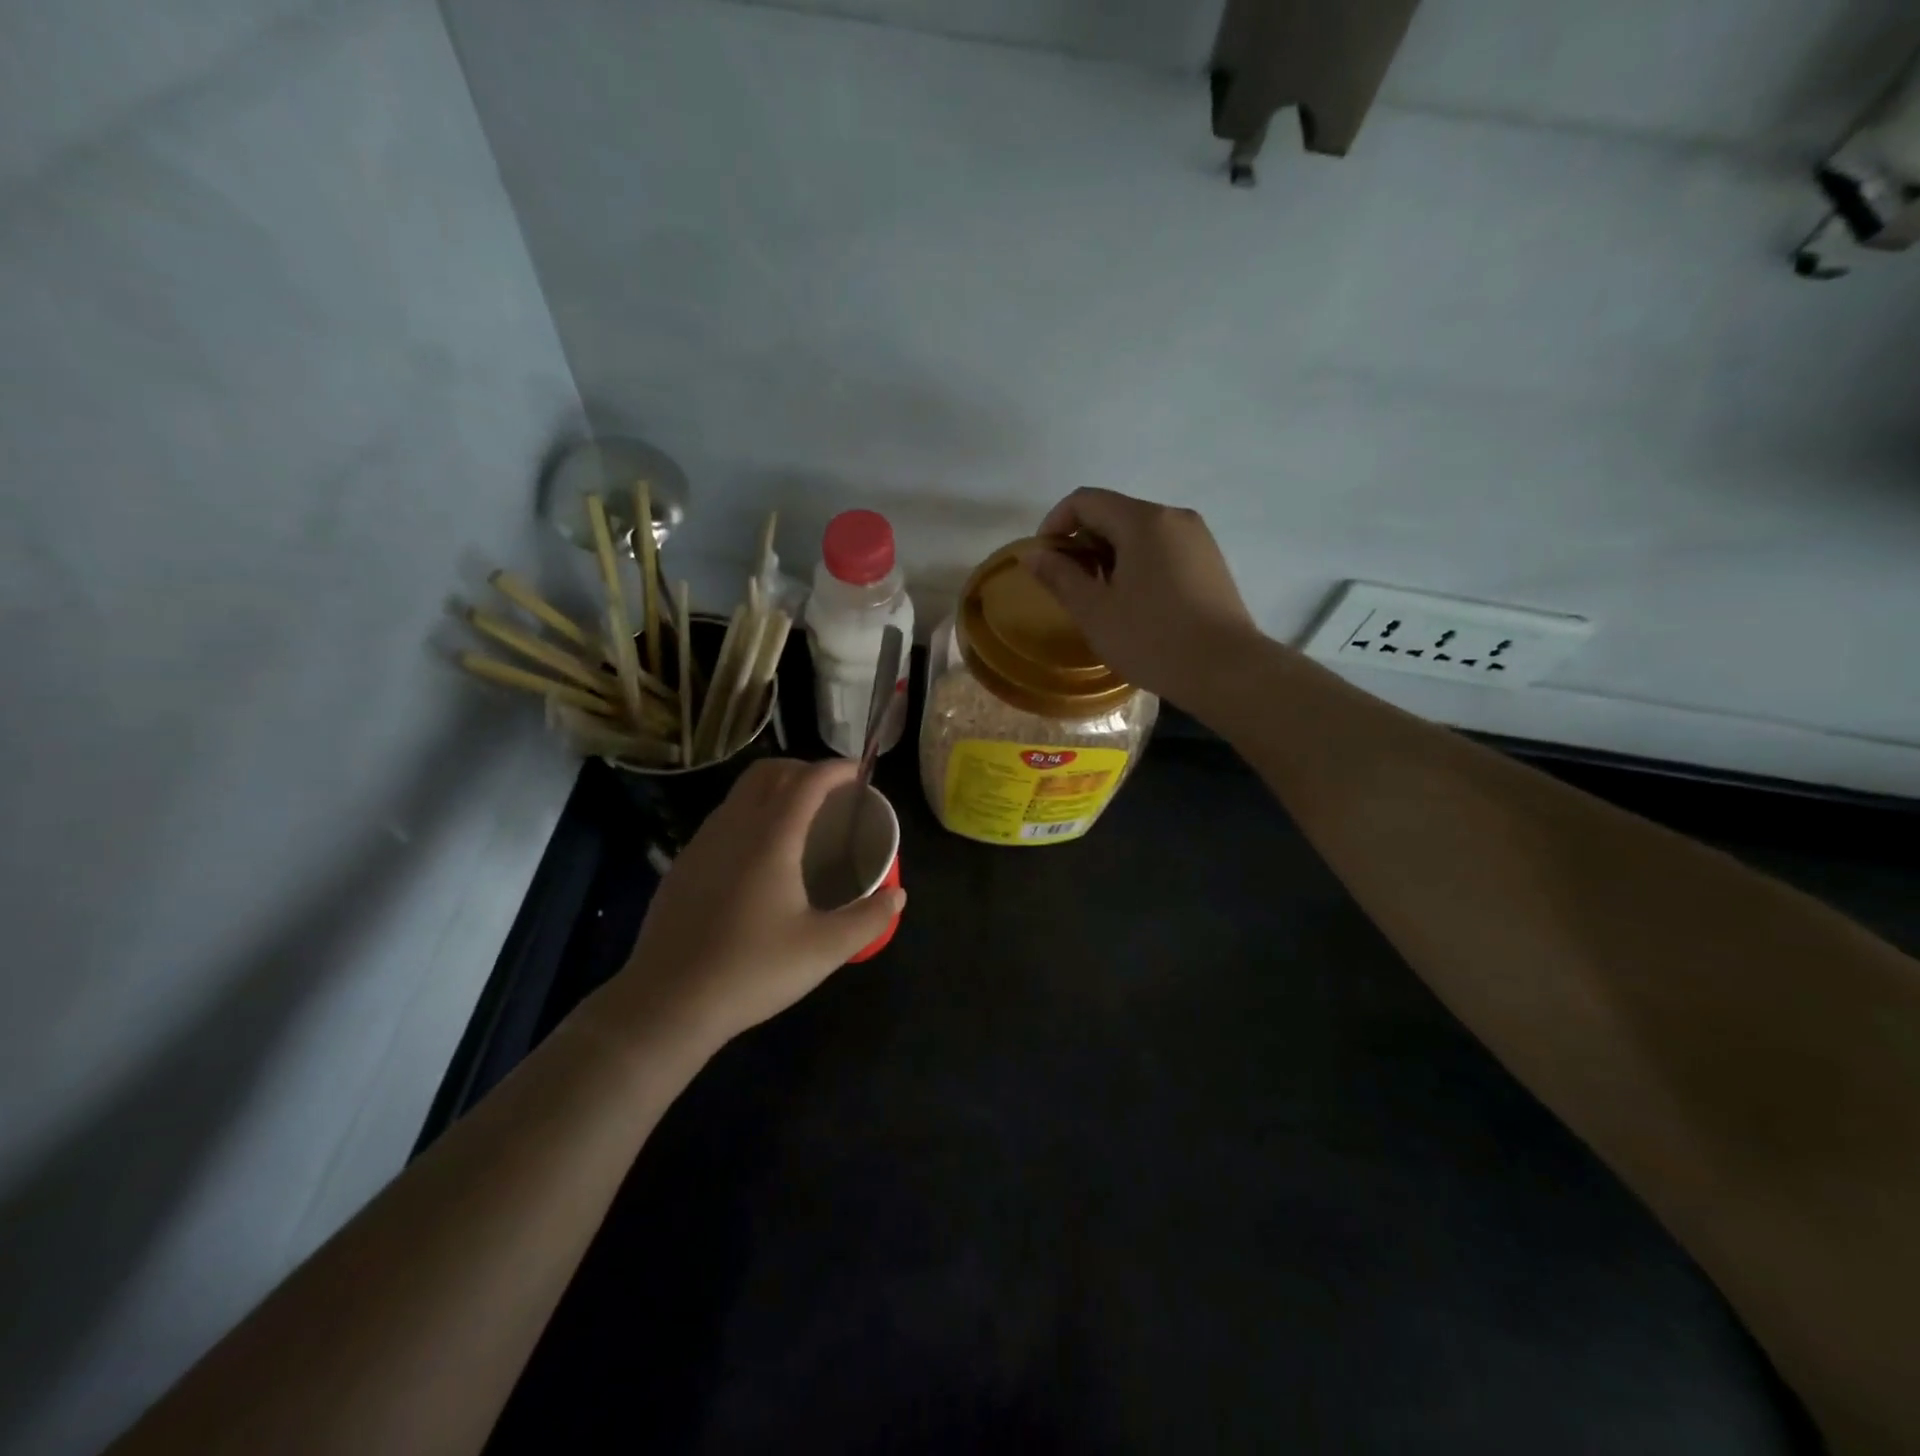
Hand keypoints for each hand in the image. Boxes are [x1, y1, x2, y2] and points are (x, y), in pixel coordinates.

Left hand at [605, 759, 905, 1051]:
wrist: (666, 1004)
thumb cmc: (751, 970)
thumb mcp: (823, 950)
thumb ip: (867, 919)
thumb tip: (897, 897)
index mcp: (771, 837)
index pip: (808, 780)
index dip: (837, 769)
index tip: (860, 772)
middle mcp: (733, 827)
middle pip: (768, 772)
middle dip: (803, 768)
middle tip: (832, 792)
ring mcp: (701, 844)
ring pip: (740, 794)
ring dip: (774, 790)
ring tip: (800, 820)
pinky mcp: (682, 866)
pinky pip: (722, 820)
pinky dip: (750, 815)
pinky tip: (760, 857)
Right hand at [1021, 488, 1258, 705]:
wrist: (1226, 670)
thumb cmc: (1152, 639)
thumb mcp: (1094, 611)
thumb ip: (1060, 576)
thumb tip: (1033, 555)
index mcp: (1143, 521)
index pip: (1085, 501)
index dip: (1055, 524)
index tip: (1043, 561)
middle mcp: (1173, 517)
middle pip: (1113, 513)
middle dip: (1082, 543)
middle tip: (1068, 586)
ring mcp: (1197, 538)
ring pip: (1138, 533)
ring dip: (1109, 556)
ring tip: (1100, 598)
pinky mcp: (1210, 561)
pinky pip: (1162, 549)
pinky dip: (1136, 564)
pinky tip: (1133, 603)